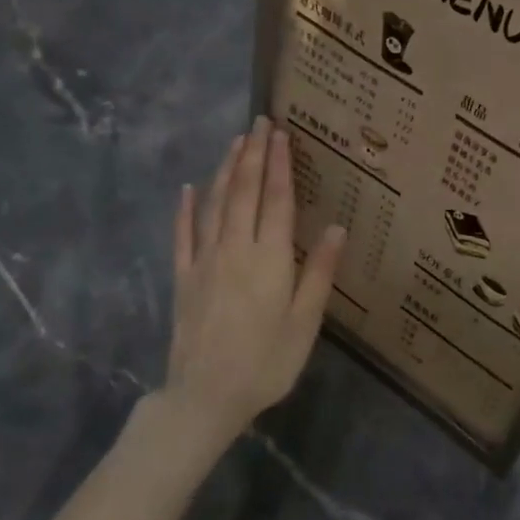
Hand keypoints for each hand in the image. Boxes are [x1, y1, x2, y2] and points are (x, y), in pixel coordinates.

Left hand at [164, 117, 344, 443]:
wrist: (206, 396)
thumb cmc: (266, 363)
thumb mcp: (305, 323)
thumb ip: (318, 273)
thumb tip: (336, 227)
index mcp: (269, 259)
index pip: (275, 200)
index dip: (279, 165)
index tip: (281, 134)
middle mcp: (234, 249)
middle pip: (243, 192)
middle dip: (252, 154)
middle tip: (258, 122)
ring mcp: (204, 261)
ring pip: (214, 204)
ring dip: (225, 170)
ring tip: (234, 142)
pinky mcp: (182, 278)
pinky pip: (182, 235)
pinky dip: (185, 209)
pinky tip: (188, 189)